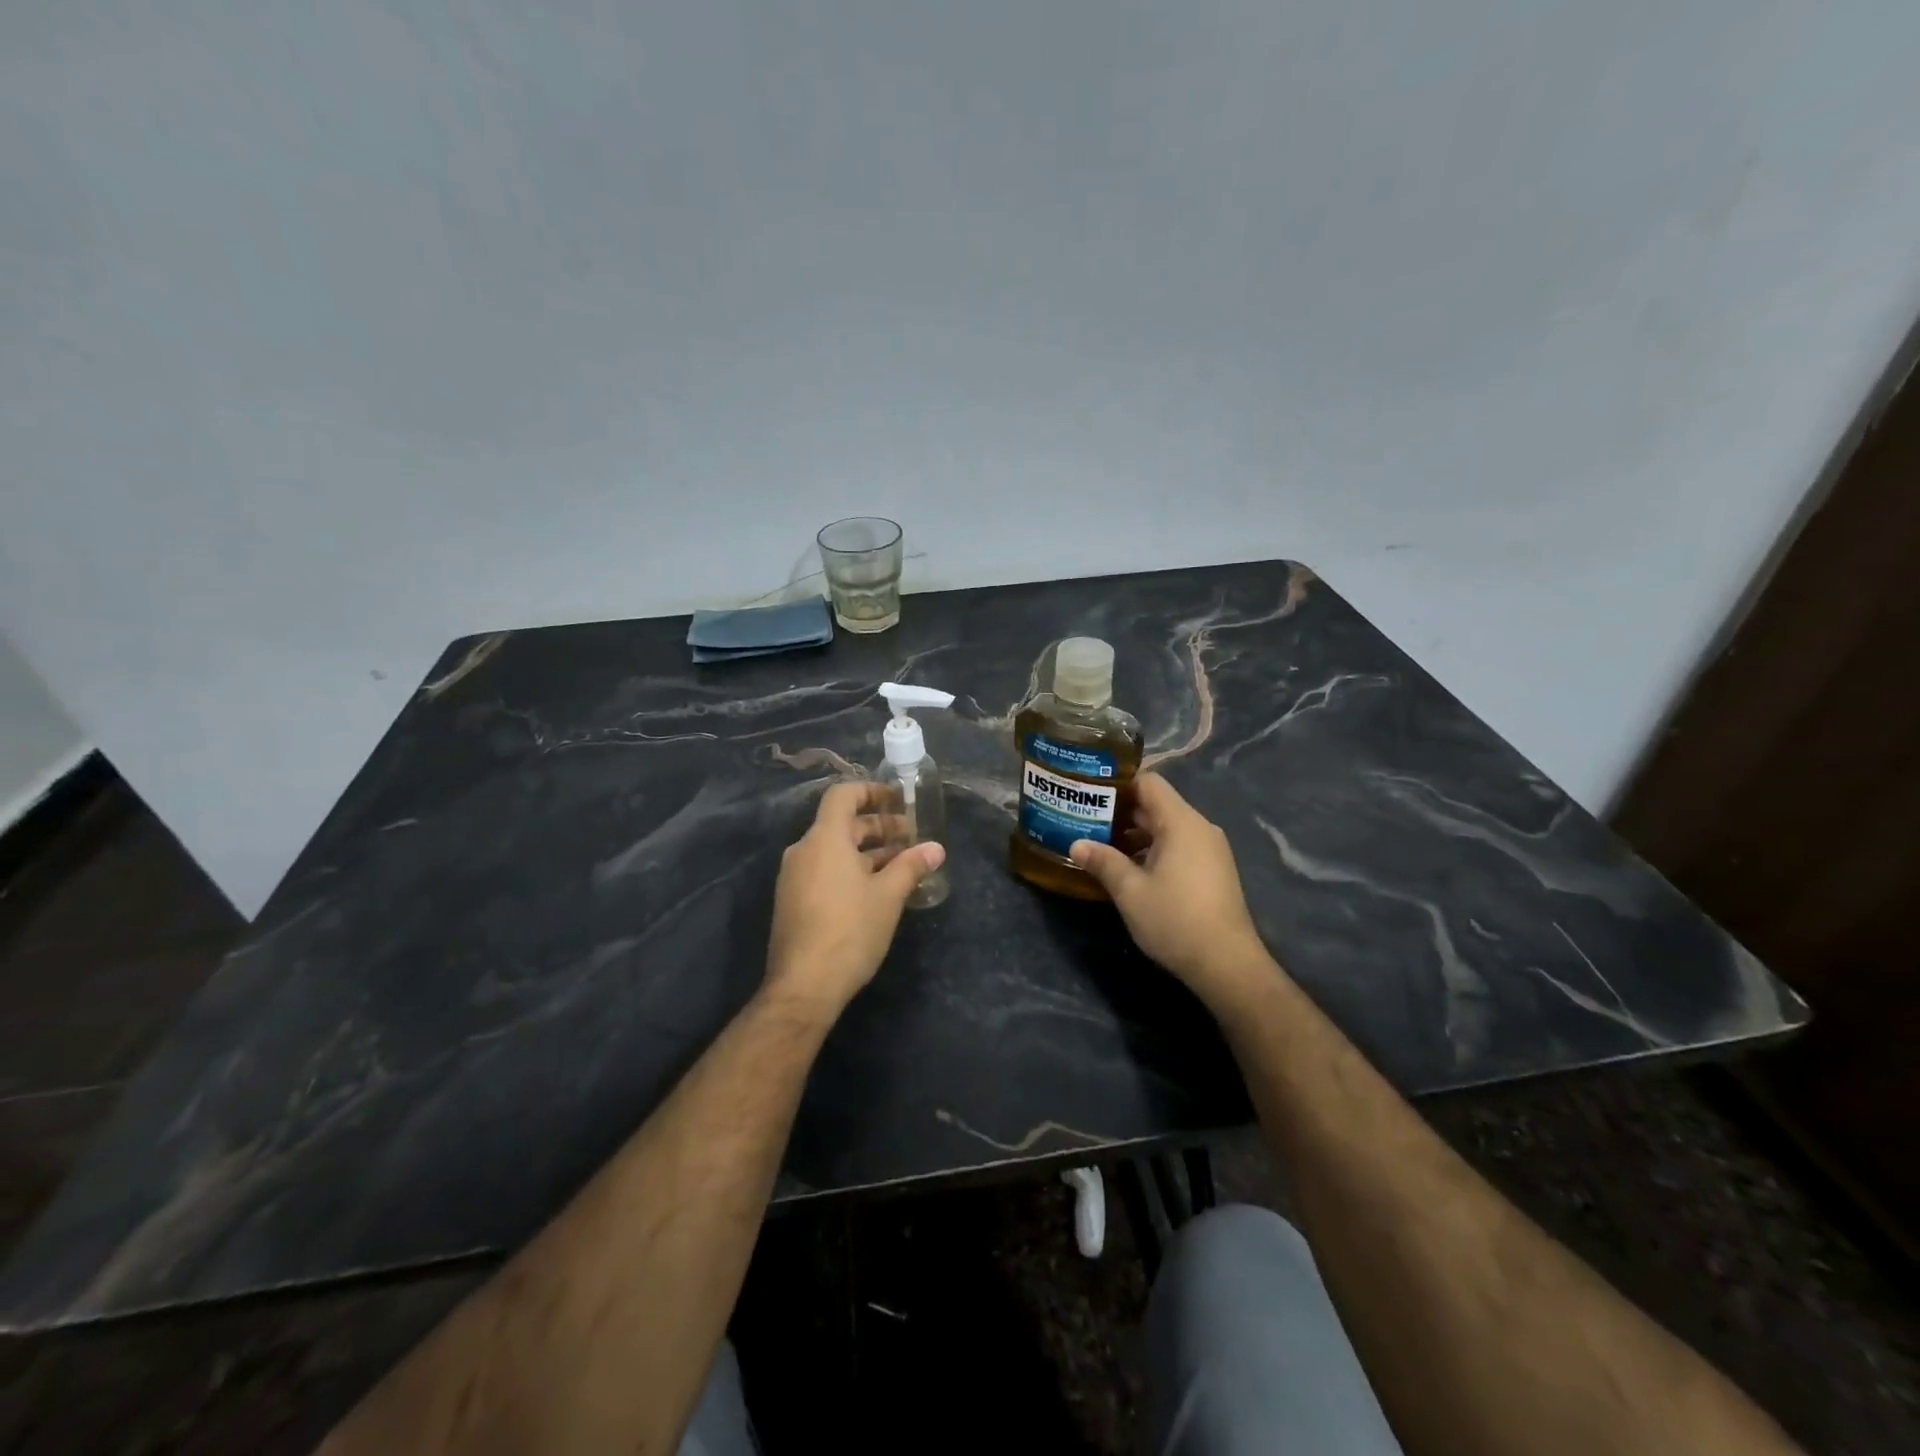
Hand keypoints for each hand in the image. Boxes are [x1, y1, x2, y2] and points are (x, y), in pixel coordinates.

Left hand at [764, 781, 945, 1016]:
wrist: (804, 986)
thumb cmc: (850, 930)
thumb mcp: (888, 896)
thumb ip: (911, 866)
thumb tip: (936, 848)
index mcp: (824, 839)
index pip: (842, 795)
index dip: (871, 791)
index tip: (897, 800)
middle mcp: (804, 851)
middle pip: (841, 824)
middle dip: (878, 827)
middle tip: (910, 836)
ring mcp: (795, 877)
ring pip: (834, 851)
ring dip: (868, 851)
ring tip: (901, 864)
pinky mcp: (794, 901)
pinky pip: (825, 871)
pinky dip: (851, 869)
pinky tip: (877, 890)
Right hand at [1070, 774, 1269, 1007]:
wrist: (1226, 964)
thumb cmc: (1175, 919)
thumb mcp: (1129, 890)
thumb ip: (1102, 861)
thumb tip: (1075, 844)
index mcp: (1181, 822)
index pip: (1148, 782)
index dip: (1118, 784)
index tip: (1089, 794)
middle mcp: (1199, 828)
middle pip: (1156, 804)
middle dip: (1120, 812)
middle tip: (1085, 821)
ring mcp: (1210, 850)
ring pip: (1166, 828)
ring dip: (1135, 834)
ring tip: (1101, 847)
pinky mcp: (1213, 870)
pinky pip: (1178, 846)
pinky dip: (1153, 849)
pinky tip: (1129, 870)